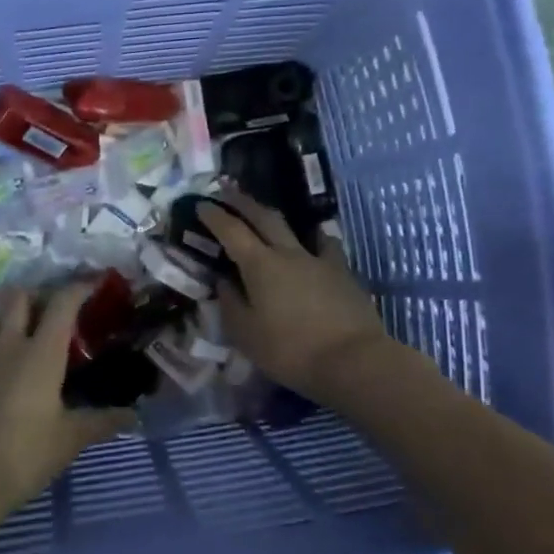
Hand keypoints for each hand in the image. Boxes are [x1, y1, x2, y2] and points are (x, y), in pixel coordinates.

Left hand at [0, 285, 136, 512]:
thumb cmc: (25, 455)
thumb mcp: (70, 440)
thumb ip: (102, 422)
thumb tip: (133, 416)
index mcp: (41, 353)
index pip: (62, 303)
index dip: (79, 287)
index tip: (93, 282)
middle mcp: (6, 344)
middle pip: (18, 298)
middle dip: (36, 296)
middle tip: (49, 312)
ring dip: (5, 320)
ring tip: (17, 338)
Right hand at [199, 189, 397, 402]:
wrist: (353, 360)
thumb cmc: (290, 350)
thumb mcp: (246, 334)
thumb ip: (230, 303)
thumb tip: (223, 281)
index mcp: (260, 265)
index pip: (231, 230)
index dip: (214, 215)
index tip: (201, 203)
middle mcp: (288, 253)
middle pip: (264, 217)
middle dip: (242, 203)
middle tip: (227, 193)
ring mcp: (319, 260)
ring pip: (297, 228)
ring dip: (277, 218)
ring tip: (270, 217)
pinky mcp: (343, 273)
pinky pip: (326, 246)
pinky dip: (315, 239)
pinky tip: (315, 244)